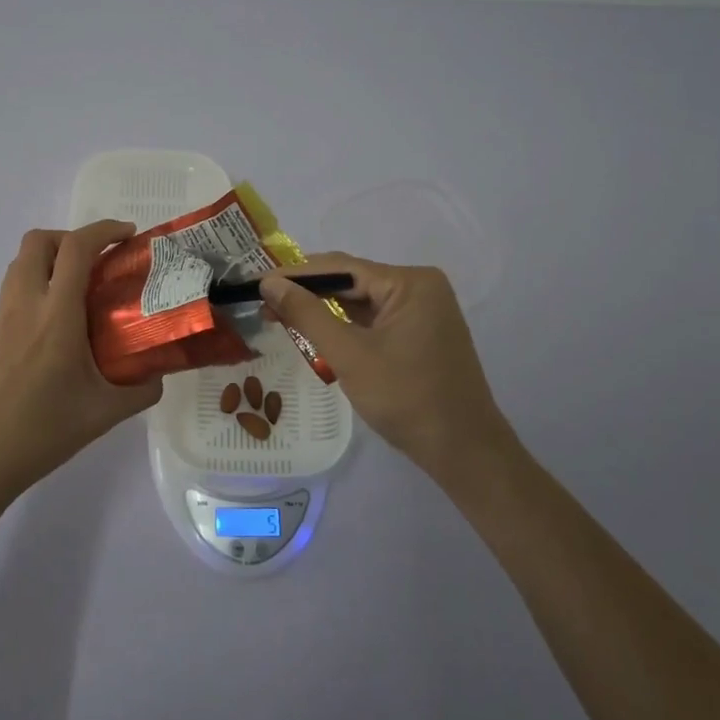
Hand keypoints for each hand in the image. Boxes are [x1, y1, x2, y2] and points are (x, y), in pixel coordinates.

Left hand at [0, 220, 163, 506]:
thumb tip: (159, 374)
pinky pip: (13, 291)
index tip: (128, 236)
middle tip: (98, 261)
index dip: (104, 230)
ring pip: (20, 264)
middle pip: (38, 241)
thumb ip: (140, 390)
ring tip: (78, 289)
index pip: (76, 249)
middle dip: (71, 237)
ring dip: (50, 259)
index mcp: (56, 317)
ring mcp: (0, 319)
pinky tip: (55, 327)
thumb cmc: (42, 434)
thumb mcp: (104, 414)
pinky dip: (37, 286)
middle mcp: (24, 306)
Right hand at [259, 253, 506, 482]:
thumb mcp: (349, 354)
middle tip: (263, 301)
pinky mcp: (420, 333)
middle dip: (307, 292)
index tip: (256, 282)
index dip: (295, 274)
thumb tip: (270, 282)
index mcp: (411, 282)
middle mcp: (420, 287)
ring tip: (279, 314)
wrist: (463, 451)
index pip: (341, 268)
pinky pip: (374, 319)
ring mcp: (423, 311)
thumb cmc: (406, 398)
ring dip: (323, 309)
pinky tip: (315, 330)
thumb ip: (307, 314)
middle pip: (352, 281)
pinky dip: (344, 325)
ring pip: (361, 301)